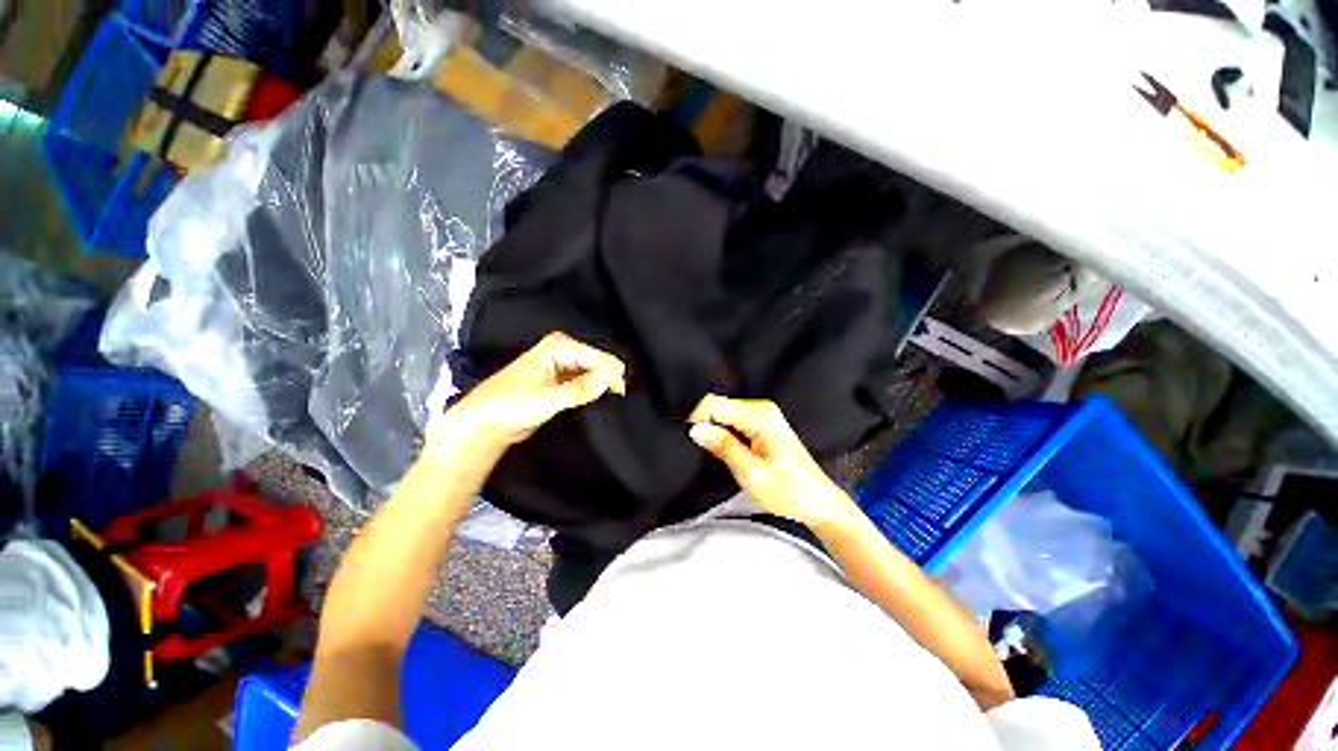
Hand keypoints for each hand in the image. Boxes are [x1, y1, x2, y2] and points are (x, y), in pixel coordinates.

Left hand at [424, 332, 625, 462]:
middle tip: (621, 399)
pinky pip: (587, 379)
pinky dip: (595, 388)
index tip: (622, 395)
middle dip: (610, 377)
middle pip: (599, 361)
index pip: (599, 357)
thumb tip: (608, 380)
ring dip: (604, 384)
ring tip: (615, 400)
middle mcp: (564, 350)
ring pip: (595, 371)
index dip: (613, 375)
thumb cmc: (510, 405)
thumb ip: (579, 389)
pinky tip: (601, 399)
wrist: (486, 421)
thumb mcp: (546, 399)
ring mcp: (564, 364)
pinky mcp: (562, 379)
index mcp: (559, 346)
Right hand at [687, 394, 859, 532]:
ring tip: (715, 453)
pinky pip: (732, 423)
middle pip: (718, 406)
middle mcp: (761, 409)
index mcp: (760, 415)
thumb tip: (695, 429)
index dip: (698, 419)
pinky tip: (726, 451)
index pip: (714, 403)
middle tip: (703, 450)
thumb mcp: (751, 473)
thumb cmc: (789, 491)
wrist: (817, 502)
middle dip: (705, 425)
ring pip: (723, 415)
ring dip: (714, 431)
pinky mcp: (761, 425)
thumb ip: (723, 447)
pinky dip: (723, 435)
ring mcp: (762, 416)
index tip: (691, 439)